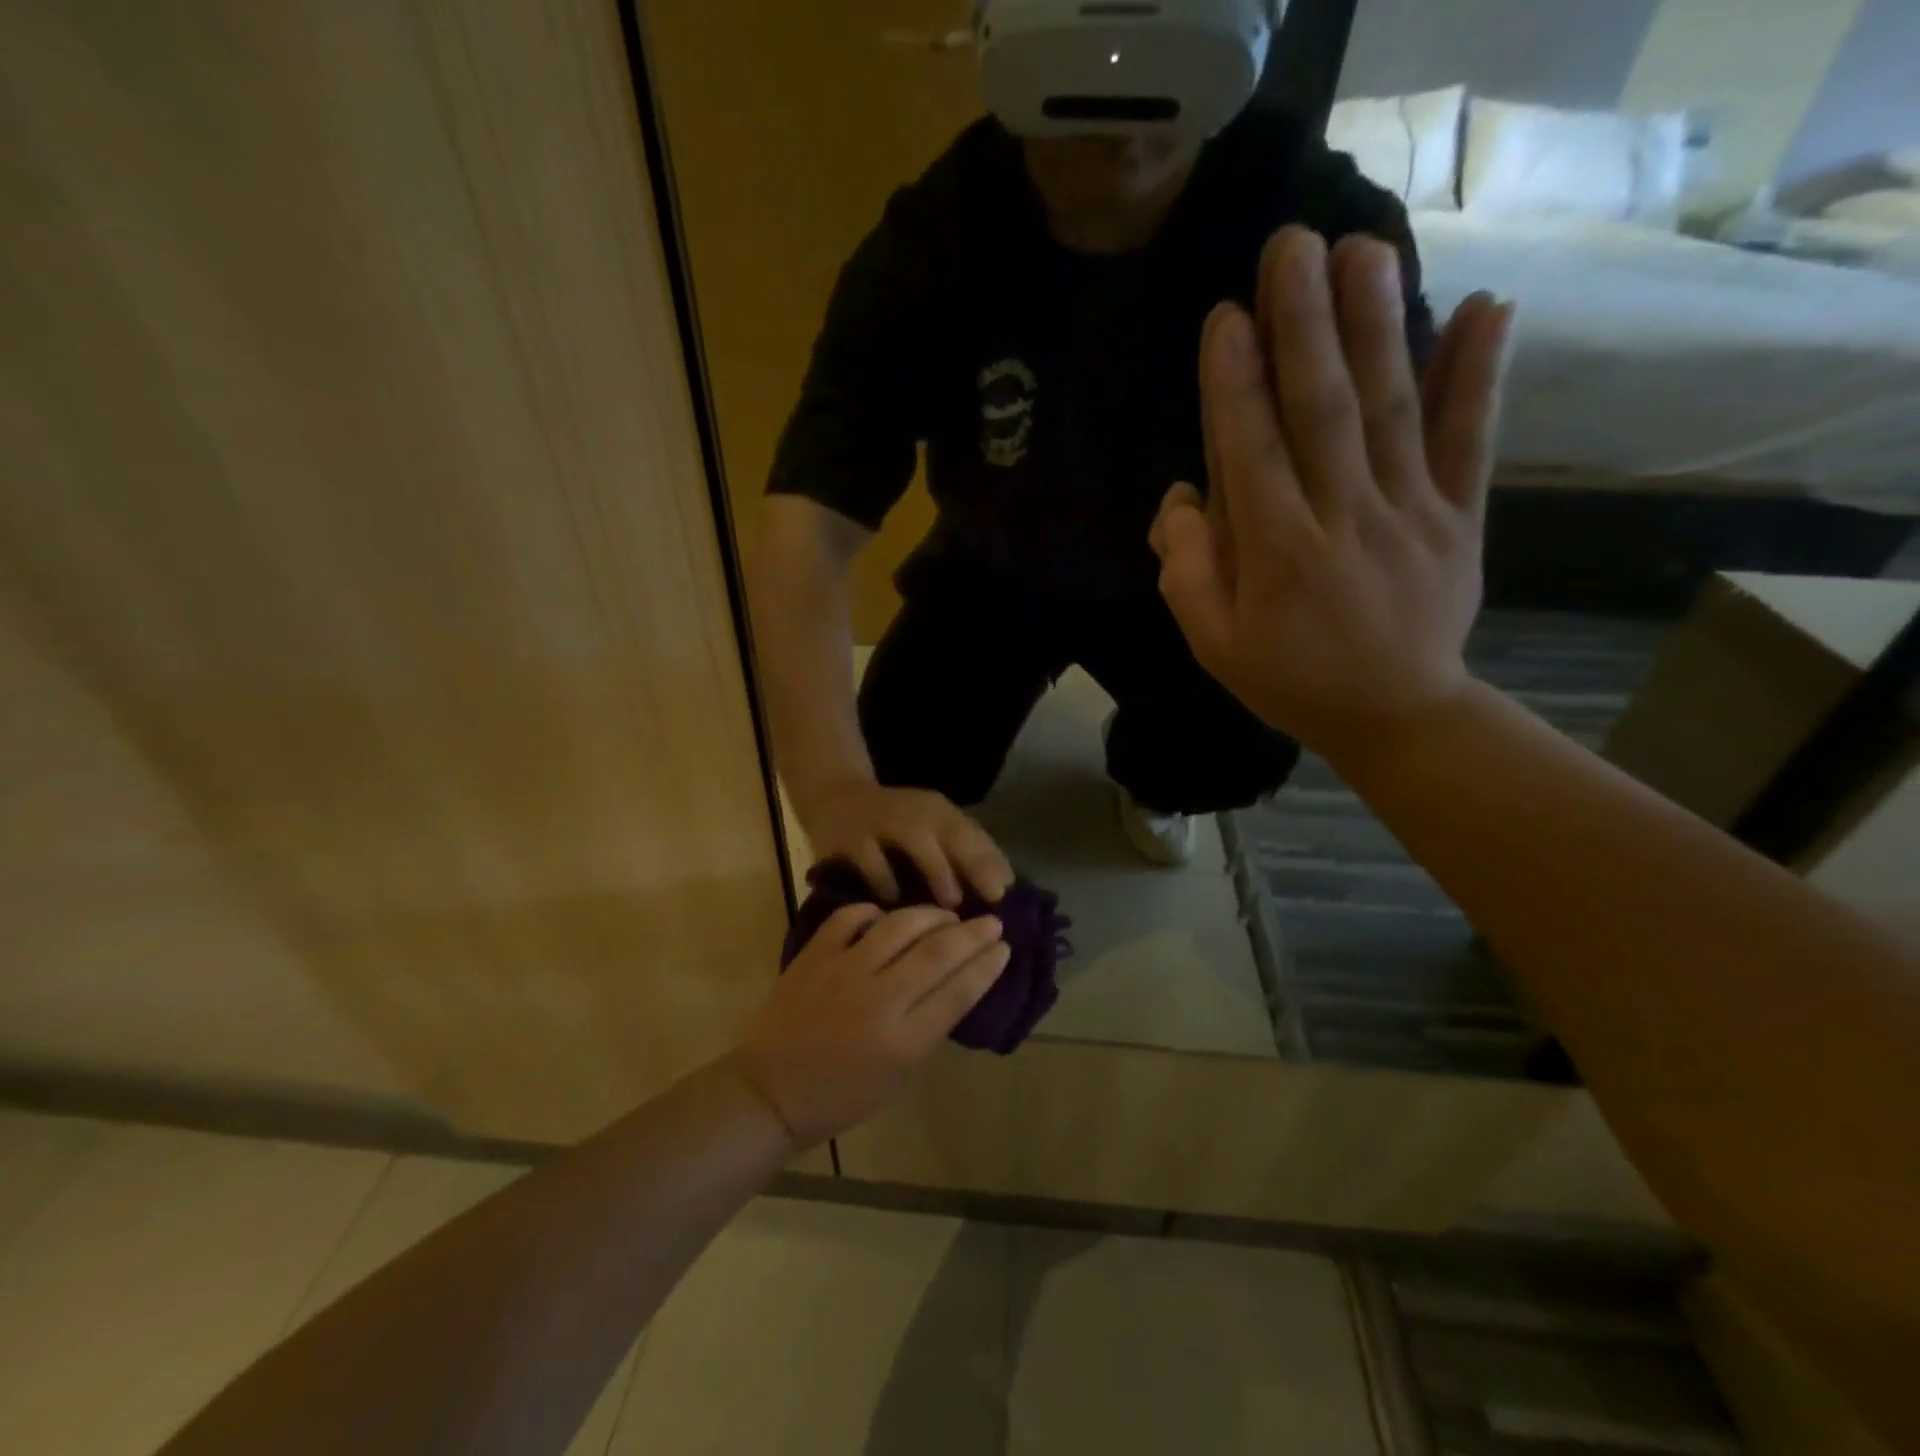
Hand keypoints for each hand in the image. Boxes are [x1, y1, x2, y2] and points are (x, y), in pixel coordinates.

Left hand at [729, 904, 1009, 1145]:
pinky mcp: (814, 956)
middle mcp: (878, 1001)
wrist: (769, 1092)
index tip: (1003, 947)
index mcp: (903, 1042)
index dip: (986, 965)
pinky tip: (887, 917)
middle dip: (972, 933)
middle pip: (937, 953)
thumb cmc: (840, 1096)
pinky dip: (873, 912)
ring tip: (947, 914)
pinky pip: (850, 918)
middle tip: (992, 921)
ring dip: (931, 915)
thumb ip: (927, 1028)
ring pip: (899, 926)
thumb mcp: (898, 1077)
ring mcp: (843, 972)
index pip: (959, 992)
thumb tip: (954, 983)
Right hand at [802, 780, 1013, 906]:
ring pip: (915, 838)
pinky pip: (870, 857)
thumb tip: (1005, 885)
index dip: (991, 860)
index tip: (1007, 891)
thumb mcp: (930, 828)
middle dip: (973, 864)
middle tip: (989, 899)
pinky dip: (884, 879)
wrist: (834, 798)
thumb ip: (963, 851)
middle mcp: (913, 809)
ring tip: (949, 904)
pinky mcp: (849, 836)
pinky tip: (893, 901)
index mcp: (937, 810)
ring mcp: (881, 819)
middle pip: (951, 831)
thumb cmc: (894, 823)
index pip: (972, 832)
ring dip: (936, 869)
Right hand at [1150, 227, 1514, 757]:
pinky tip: (1490, 306)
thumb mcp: (1213, 644)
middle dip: (1304, 325)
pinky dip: (1481, 375)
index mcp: (1278, 554)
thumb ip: (1187, 571)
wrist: (1395, 715)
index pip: (1251, 453)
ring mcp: (1411, 512)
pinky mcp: (1460, 515)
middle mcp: (1344, 518)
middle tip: (1292, 244)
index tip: (1227, 315)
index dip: (1236, 383)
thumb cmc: (1290, 678)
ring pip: (1393, 409)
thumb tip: (1180, 496)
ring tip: (1365, 248)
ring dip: (1378, 325)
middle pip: (1323, 411)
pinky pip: (1471, 440)